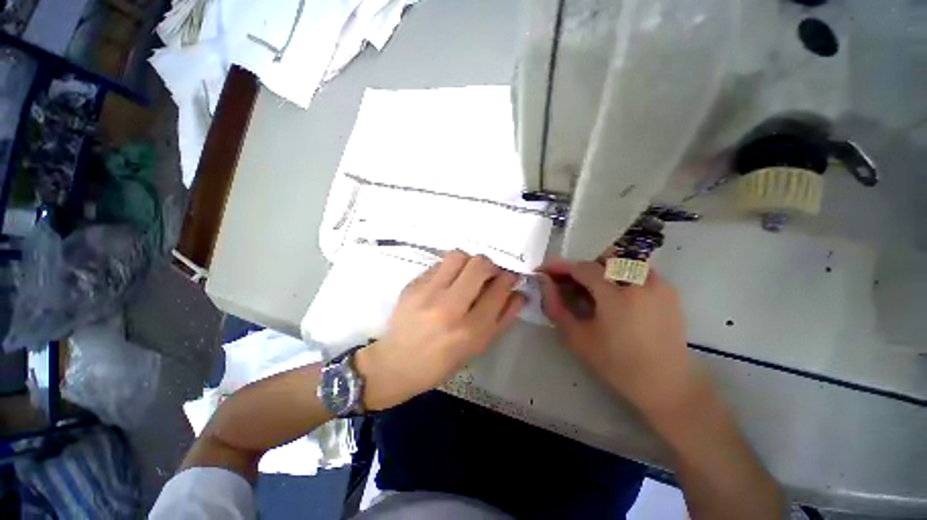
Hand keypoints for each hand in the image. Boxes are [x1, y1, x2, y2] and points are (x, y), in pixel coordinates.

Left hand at [356, 251, 524, 409]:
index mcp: (470, 330)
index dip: (508, 278)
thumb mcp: (477, 348)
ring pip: (458, 256)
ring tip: (467, 274)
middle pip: (479, 264)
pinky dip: (449, 268)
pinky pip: (439, 264)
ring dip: (469, 261)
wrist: (394, 364)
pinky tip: (446, 282)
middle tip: (489, 273)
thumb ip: (502, 319)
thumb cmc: (440, 363)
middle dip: (491, 264)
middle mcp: (450, 307)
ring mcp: (427, 293)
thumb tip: (518, 293)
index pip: (499, 289)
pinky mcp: (412, 285)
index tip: (509, 276)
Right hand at [537, 260, 697, 414]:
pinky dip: (622, 275)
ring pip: (624, 260)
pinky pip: (640, 270)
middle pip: (604, 258)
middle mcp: (640, 282)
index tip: (545, 270)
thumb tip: (545, 282)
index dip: (561, 266)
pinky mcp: (669, 290)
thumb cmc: (617, 364)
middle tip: (571, 283)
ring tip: (595, 289)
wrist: (666, 383)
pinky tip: (618, 296)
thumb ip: (556, 307)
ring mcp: (659, 284)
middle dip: (583, 267)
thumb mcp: (577, 338)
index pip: (582, 268)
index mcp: (616, 296)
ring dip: (604, 269)